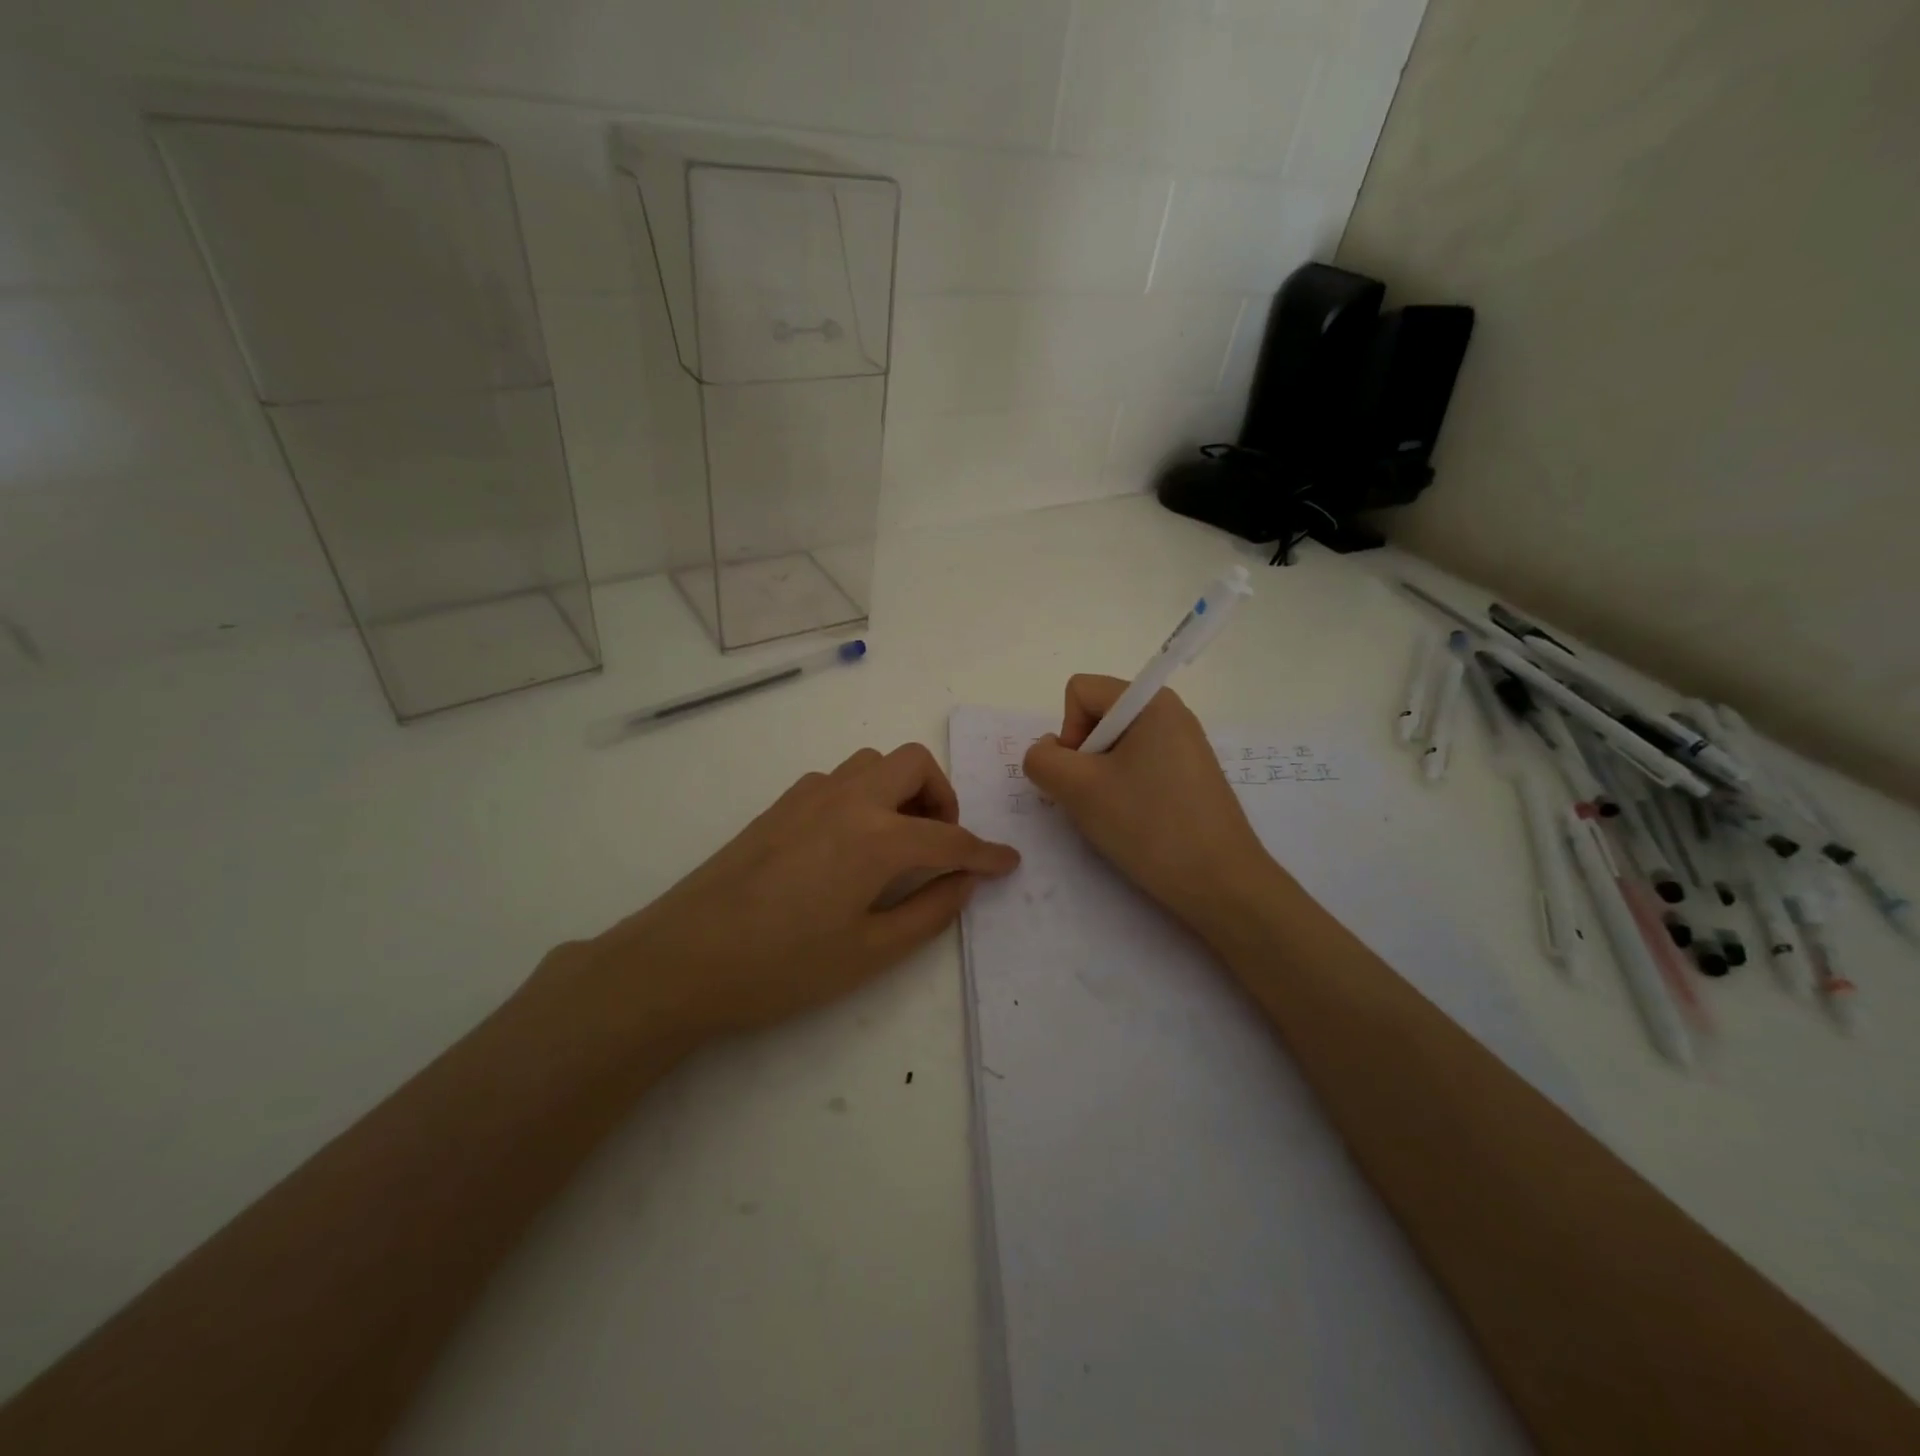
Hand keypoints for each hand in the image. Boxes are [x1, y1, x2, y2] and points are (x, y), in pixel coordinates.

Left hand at [550, 744, 1018, 1046]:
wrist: (682, 960)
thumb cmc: (783, 967)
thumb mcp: (869, 953)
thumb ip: (929, 911)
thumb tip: (966, 881)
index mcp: (876, 838)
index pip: (950, 838)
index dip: (985, 853)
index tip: (1007, 862)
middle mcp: (848, 800)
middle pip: (914, 764)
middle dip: (942, 797)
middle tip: (939, 844)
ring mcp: (809, 795)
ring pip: (873, 763)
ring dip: (900, 790)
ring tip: (896, 842)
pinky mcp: (780, 804)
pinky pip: (838, 779)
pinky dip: (863, 796)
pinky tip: (849, 844)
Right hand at [1024, 675, 1270, 931]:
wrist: (1221, 884)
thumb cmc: (1150, 826)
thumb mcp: (1079, 789)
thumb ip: (1042, 760)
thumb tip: (1047, 752)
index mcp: (1151, 702)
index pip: (1080, 692)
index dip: (1068, 732)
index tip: (1084, 774)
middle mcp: (1171, 714)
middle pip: (1097, 718)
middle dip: (1083, 758)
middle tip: (1098, 799)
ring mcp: (1183, 747)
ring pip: (1114, 748)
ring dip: (1100, 780)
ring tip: (1117, 816)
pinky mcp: (1189, 778)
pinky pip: (1138, 769)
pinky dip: (1123, 793)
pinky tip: (1136, 825)